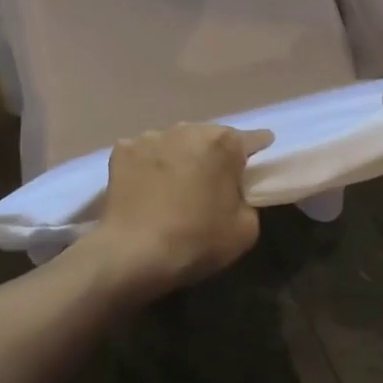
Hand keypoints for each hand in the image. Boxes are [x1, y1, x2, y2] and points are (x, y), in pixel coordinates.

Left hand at [87, 123, 274, 298]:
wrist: (133, 253)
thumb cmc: (197, 240)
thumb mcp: (245, 229)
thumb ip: (248, 201)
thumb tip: (236, 193)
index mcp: (224, 143)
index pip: (253, 139)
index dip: (259, 148)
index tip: (261, 156)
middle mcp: (189, 129)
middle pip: (210, 137)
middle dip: (214, 154)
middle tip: (212, 181)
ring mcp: (151, 136)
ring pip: (175, 142)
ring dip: (180, 157)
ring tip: (174, 185)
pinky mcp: (122, 150)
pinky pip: (144, 153)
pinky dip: (148, 165)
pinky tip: (145, 187)